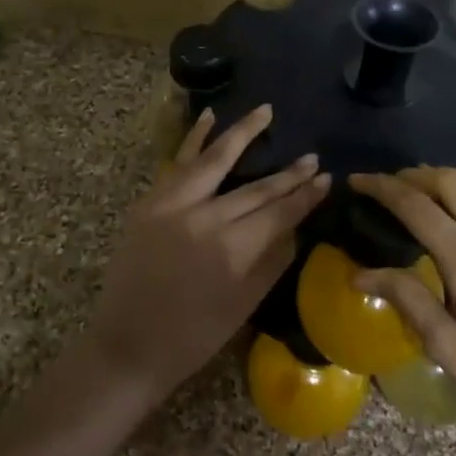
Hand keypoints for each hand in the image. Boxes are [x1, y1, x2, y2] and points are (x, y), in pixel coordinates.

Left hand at [89, 105, 329, 403]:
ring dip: (241, 133)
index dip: (305, 195)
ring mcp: (172, 205)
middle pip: (255, 188)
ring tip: (265, 111)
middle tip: (312, 156)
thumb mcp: (244, 305)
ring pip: (214, 160)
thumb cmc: (193, 336)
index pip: (279, 212)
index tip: (326, 177)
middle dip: (287, 173)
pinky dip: (193, 139)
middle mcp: (204, 217)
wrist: (128, 345)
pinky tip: (209, 117)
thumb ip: (273, 261)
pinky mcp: (149, 203)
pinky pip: (176, 164)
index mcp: (232, 248)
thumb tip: (295, 227)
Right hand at [348, 168, 455, 455]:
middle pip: (453, 180)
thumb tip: (361, 274)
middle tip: (392, 184)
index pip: (416, 206)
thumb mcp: (453, 351)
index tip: (358, 179)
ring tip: (429, 194)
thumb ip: (408, 300)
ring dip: (450, 182)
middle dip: (417, 174)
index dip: (382, 187)